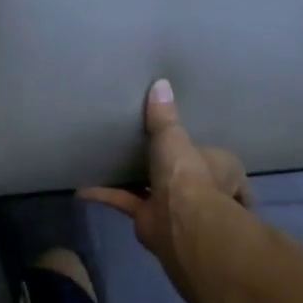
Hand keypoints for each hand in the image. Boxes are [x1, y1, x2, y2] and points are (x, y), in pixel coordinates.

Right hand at [82, 80, 250, 263]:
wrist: (179, 220)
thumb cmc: (188, 173)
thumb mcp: (173, 136)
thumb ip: (163, 116)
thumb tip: (160, 83)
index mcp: (219, 168)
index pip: (218, 161)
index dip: (207, 156)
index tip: (193, 147)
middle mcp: (201, 189)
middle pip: (187, 178)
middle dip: (172, 172)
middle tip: (151, 154)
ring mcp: (174, 207)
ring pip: (154, 191)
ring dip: (137, 183)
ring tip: (117, 166)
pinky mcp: (149, 219)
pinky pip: (124, 202)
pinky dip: (105, 195)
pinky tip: (82, 188)